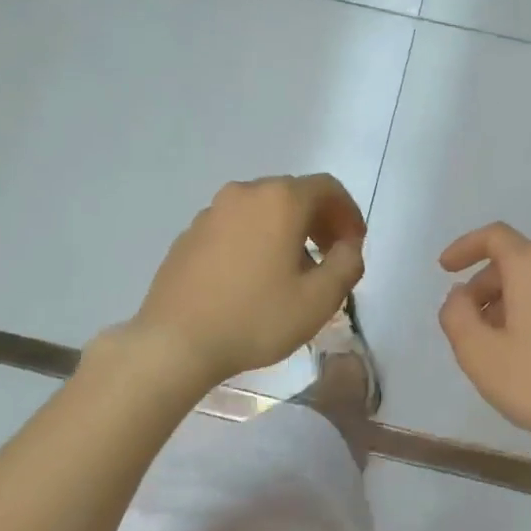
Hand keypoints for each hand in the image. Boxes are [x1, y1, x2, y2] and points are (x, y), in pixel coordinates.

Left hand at [134, 175, 365, 386]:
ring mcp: (211, 212)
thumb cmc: (256, 318)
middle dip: (320, 222)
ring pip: (263, 210)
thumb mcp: (319, 300)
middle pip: (294, 194)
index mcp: (280, 200)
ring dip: (287, 231)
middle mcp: (244, 193)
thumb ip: (348, 265)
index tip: (354, 245)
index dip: (349, 214)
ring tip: (293, 272)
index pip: (328, 188)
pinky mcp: (189, 234)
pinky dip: (256, 240)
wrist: (175, 342)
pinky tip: (254, 279)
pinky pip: (235, 226)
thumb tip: (348, 247)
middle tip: (330, 258)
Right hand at [438, 223, 530, 465]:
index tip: (445, 269)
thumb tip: (461, 296)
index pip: (494, 237)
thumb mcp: (478, 352)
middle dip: (483, 285)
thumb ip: (456, 315)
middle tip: (466, 322)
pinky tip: (523, 350)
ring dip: (507, 300)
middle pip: (514, 260)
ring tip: (491, 342)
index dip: (464, 247)